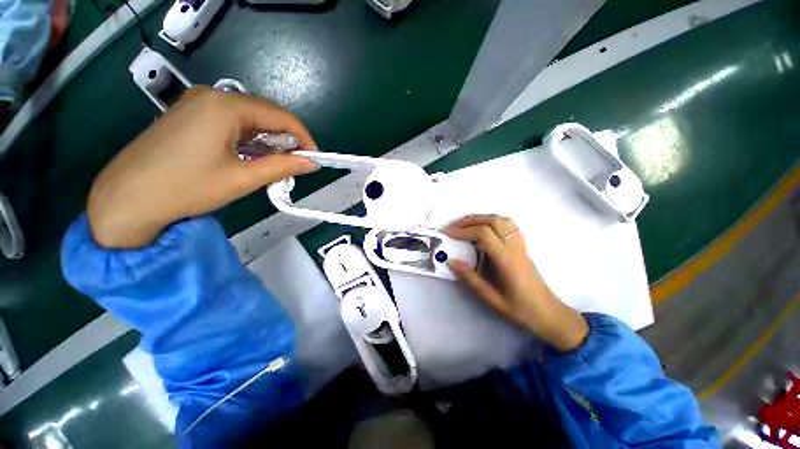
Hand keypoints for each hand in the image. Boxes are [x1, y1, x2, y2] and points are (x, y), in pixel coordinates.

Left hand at [88, 87, 317, 248]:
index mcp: (226, 106)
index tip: (315, 159)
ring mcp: (197, 104)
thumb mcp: (242, 178)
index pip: (280, 116)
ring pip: (249, 118)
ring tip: (276, 165)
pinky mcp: (189, 115)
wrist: (126, 200)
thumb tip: (311, 163)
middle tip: (296, 165)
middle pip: (265, 114)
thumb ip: (282, 167)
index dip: (303, 137)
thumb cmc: (186, 188)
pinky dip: (249, 139)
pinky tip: (252, 157)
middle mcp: (212, 96)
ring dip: (268, 141)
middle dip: (286, 140)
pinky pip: (231, 122)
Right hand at [445, 215, 588, 351]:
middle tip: (454, 227)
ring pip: (502, 220)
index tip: (448, 233)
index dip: (463, 231)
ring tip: (467, 226)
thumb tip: (451, 261)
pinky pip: (509, 225)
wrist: (548, 314)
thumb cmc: (520, 309)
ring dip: (482, 218)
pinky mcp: (522, 247)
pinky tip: (485, 230)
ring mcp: (520, 245)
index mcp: (506, 260)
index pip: (483, 234)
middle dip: (470, 220)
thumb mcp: (491, 299)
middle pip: (493, 220)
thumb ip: (470, 279)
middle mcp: (514, 248)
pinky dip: (493, 221)